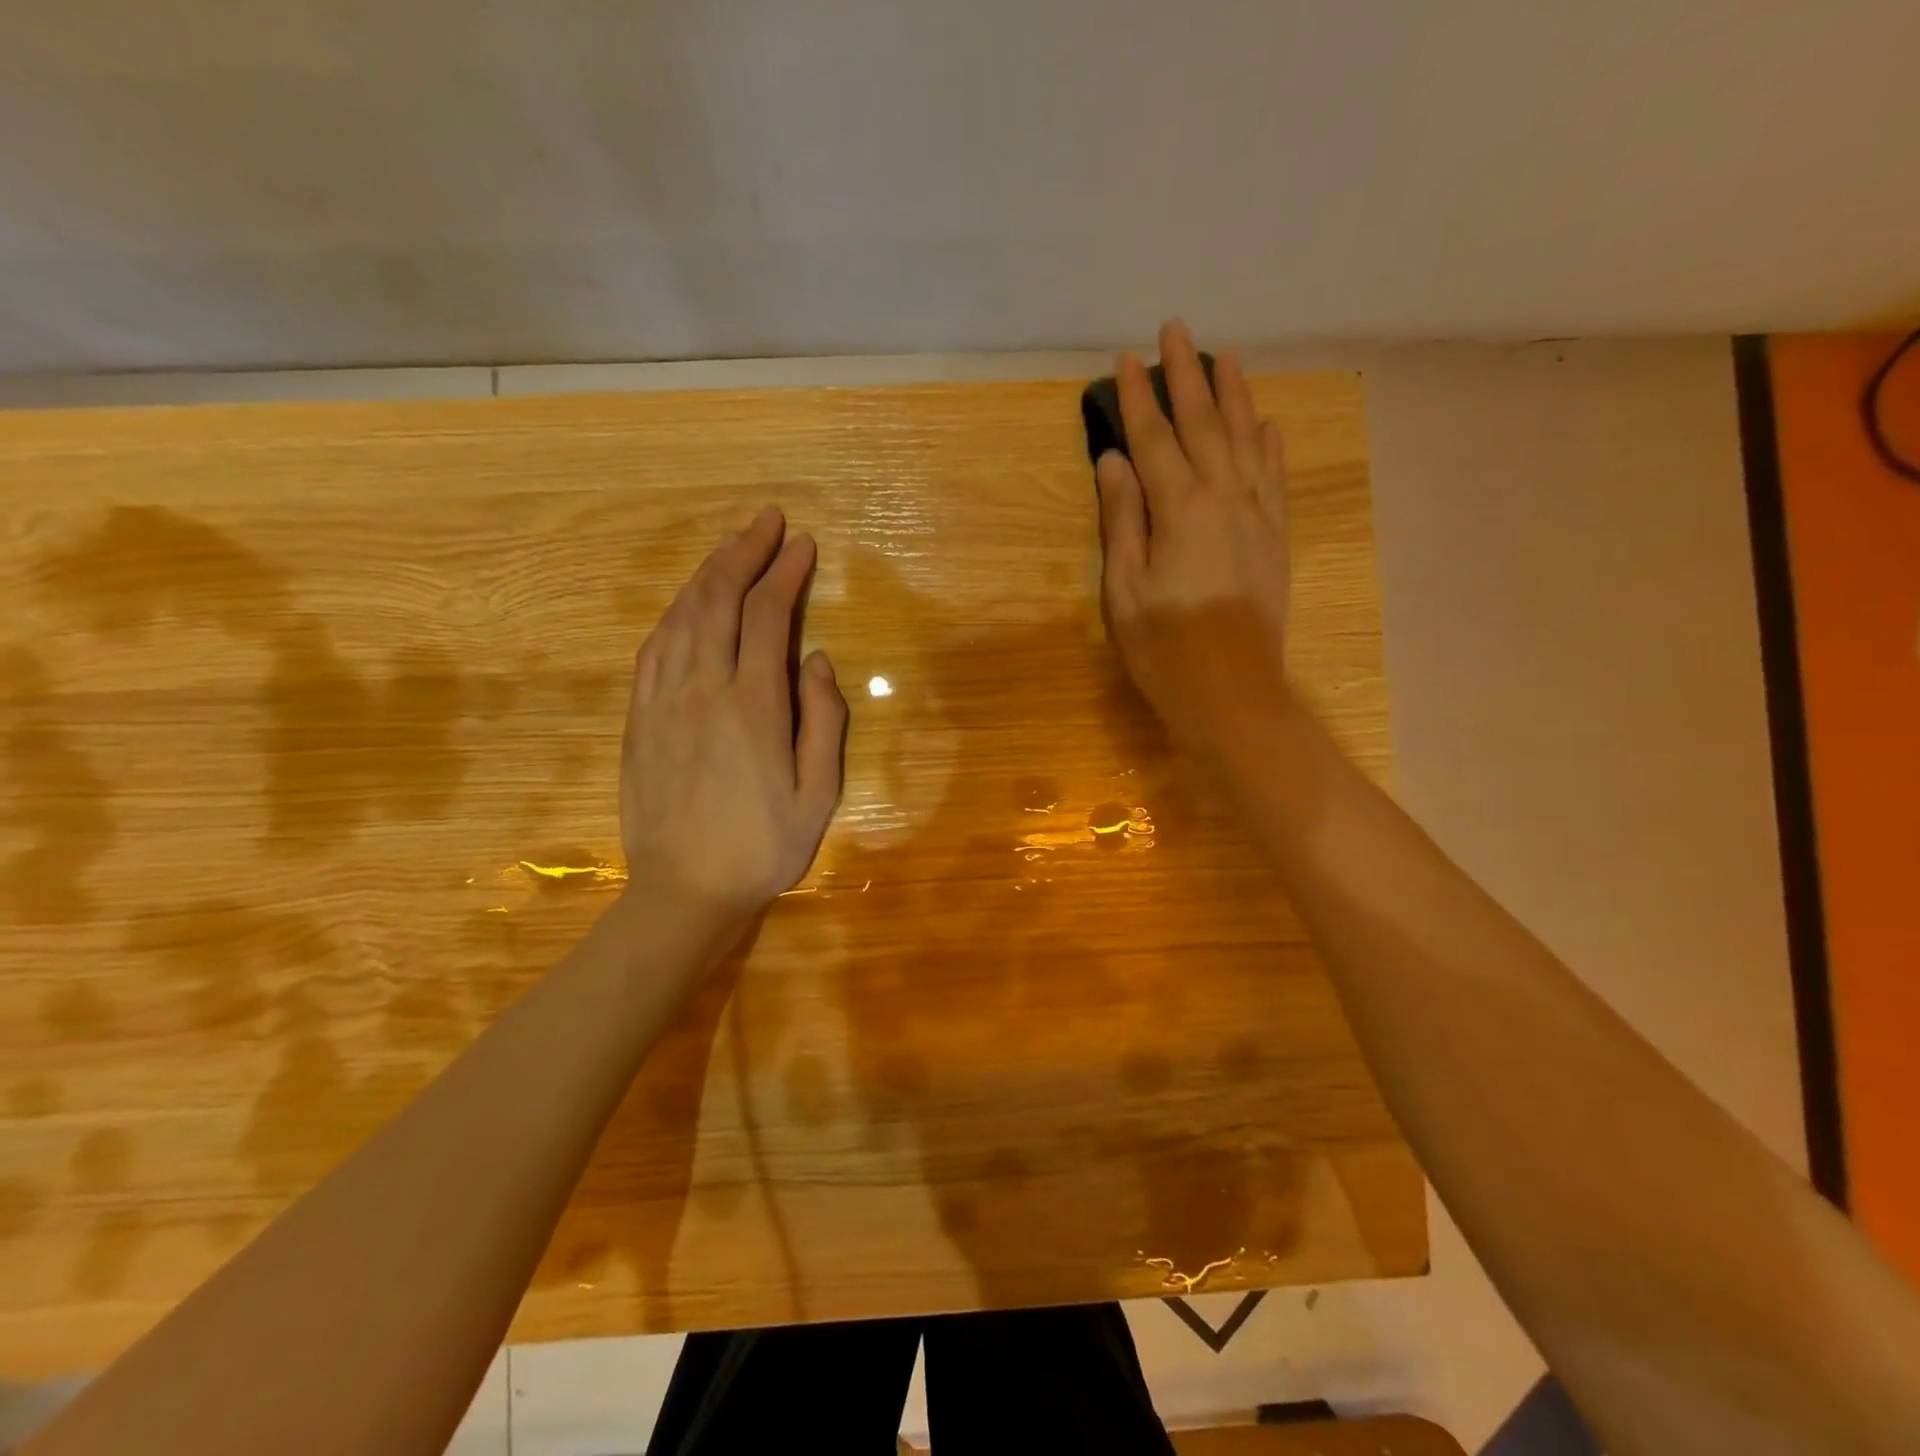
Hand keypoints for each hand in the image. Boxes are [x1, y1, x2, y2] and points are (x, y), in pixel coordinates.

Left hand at [618, 506, 846, 924]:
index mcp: (753, 705)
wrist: (684, 892)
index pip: (767, 616)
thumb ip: (823, 720)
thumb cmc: (764, 847)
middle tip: (766, 522)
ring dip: (707, 574)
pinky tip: (688, 603)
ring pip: (681, 616)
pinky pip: (653, 647)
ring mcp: (662, 701)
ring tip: (732, 548)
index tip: (803, 546)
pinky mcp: (638, 718)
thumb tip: (818, 660)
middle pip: (718, 599)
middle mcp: (703, 689)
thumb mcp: (819, 793)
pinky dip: (675, 612)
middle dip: (744, 552)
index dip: (785, 574)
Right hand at [1095, 319, 1293, 761]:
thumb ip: (1123, 520)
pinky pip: (1274, 478)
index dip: (1139, 398)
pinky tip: (1266, 423)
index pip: (1154, 440)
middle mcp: (1223, 499)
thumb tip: (1115, 461)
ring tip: (1227, 356)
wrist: (1232, 692)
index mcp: (1180, 510)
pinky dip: (1270, 445)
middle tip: (1177, 329)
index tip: (1127, 358)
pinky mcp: (1274, 538)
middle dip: (1188, 376)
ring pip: (1246, 441)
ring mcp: (1256, 516)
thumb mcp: (1125, 590)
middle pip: (1204, 425)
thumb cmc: (1164, 649)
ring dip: (1234, 395)